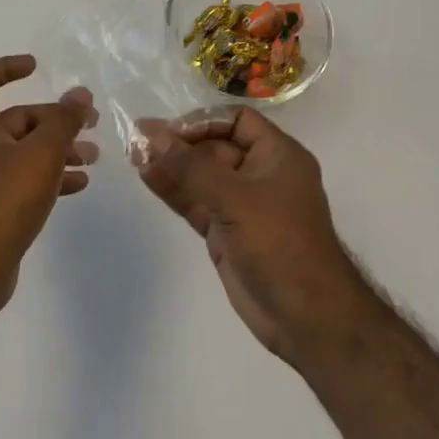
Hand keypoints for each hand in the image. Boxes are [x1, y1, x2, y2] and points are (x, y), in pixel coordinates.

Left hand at [0, 55, 96, 315]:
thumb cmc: (2, 199)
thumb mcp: (41, 153)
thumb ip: (63, 121)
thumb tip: (80, 93)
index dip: (6, 67)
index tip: (37, 67)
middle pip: (14, 119)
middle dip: (53, 119)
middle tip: (91, 123)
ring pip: (23, 152)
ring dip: (57, 149)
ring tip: (94, 157)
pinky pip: (22, 181)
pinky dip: (49, 177)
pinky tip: (79, 184)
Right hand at [136, 109, 366, 360]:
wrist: (305, 317)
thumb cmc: (279, 243)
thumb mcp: (234, 197)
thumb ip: (190, 165)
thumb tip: (151, 132)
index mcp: (278, 155)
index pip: (237, 121)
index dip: (203, 121)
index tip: (170, 132)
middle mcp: (260, 174)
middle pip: (215, 147)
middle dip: (179, 144)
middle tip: (138, 141)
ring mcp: (242, 205)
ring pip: (201, 176)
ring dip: (171, 166)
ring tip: (133, 156)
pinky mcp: (226, 232)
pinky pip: (196, 202)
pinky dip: (174, 190)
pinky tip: (147, 177)